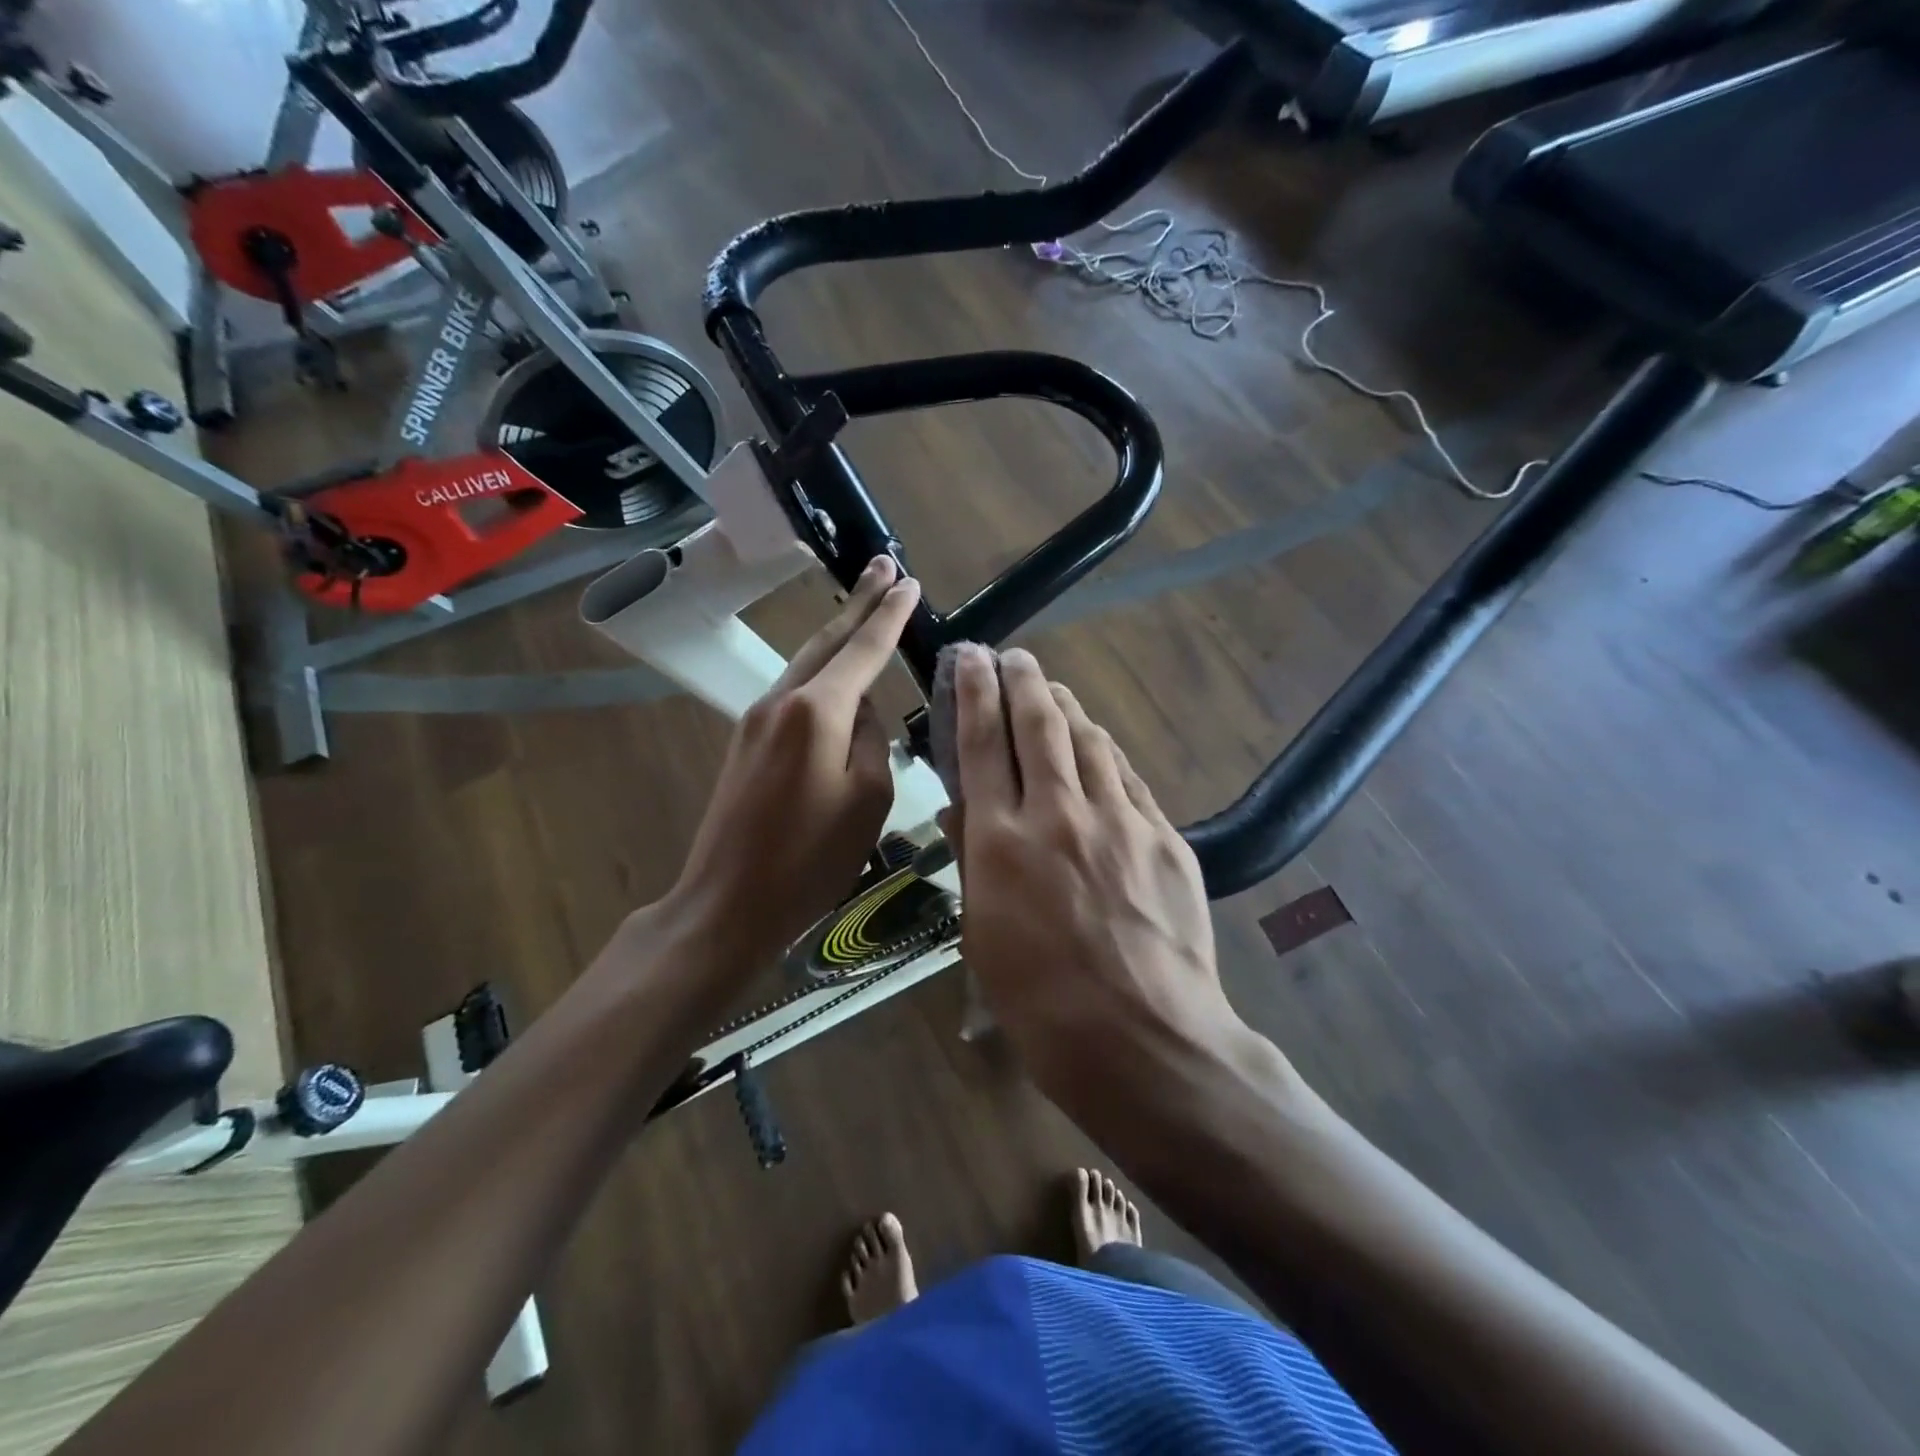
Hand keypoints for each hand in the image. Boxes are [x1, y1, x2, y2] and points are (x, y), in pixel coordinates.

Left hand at [667, 556, 920, 967]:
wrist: (728, 900)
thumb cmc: (809, 860)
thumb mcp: (867, 801)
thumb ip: (871, 741)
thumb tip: (860, 711)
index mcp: (817, 711)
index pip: (863, 648)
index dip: (889, 614)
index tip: (908, 581)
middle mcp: (782, 701)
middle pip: (828, 640)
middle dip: (859, 602)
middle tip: (884, 566)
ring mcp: (757, 719)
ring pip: (807, 663)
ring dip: (839, 635)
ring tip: (867, 609)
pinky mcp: (747, 742)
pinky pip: (794, 692)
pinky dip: (821, 671)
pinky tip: (839, 676)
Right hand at [947, 646, 1251, 1122]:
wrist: (1145, 1041)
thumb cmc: (1043, 1003)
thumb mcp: (982, 936)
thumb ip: (974, 861)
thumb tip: (963, 809)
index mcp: (1003, 842)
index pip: (981, 745)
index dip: (973, 694)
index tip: (969, 658)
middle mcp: (1059, 814)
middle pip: (1039, 724)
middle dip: (1022, 680)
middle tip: (1012, 656)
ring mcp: (1120, 821)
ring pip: (1089, 740)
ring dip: (1066, 707)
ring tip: (1052, 690)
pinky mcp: (1165, 837)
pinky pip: (1128, 779)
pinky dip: (1105, 753)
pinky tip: (1098, 747)